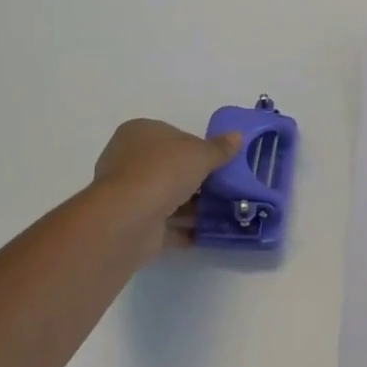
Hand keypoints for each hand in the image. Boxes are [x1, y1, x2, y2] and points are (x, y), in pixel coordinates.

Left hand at [91, 119, 242, 258]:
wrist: (130, 219)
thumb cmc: (163, 172)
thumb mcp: (200, 154)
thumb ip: (219, 148)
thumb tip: (237, 137)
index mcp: (139, 133)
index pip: (174, 136)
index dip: (197, 148)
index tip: (218, 162)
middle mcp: (128, 160)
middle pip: (169, 167)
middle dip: (195, 179)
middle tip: (223, 187)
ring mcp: (128, 194)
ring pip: (166, 196)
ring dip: (191, 206)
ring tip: (222, 212)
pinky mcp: (132, 223)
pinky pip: (163, 224)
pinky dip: (183, 229)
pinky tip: (206, 233)